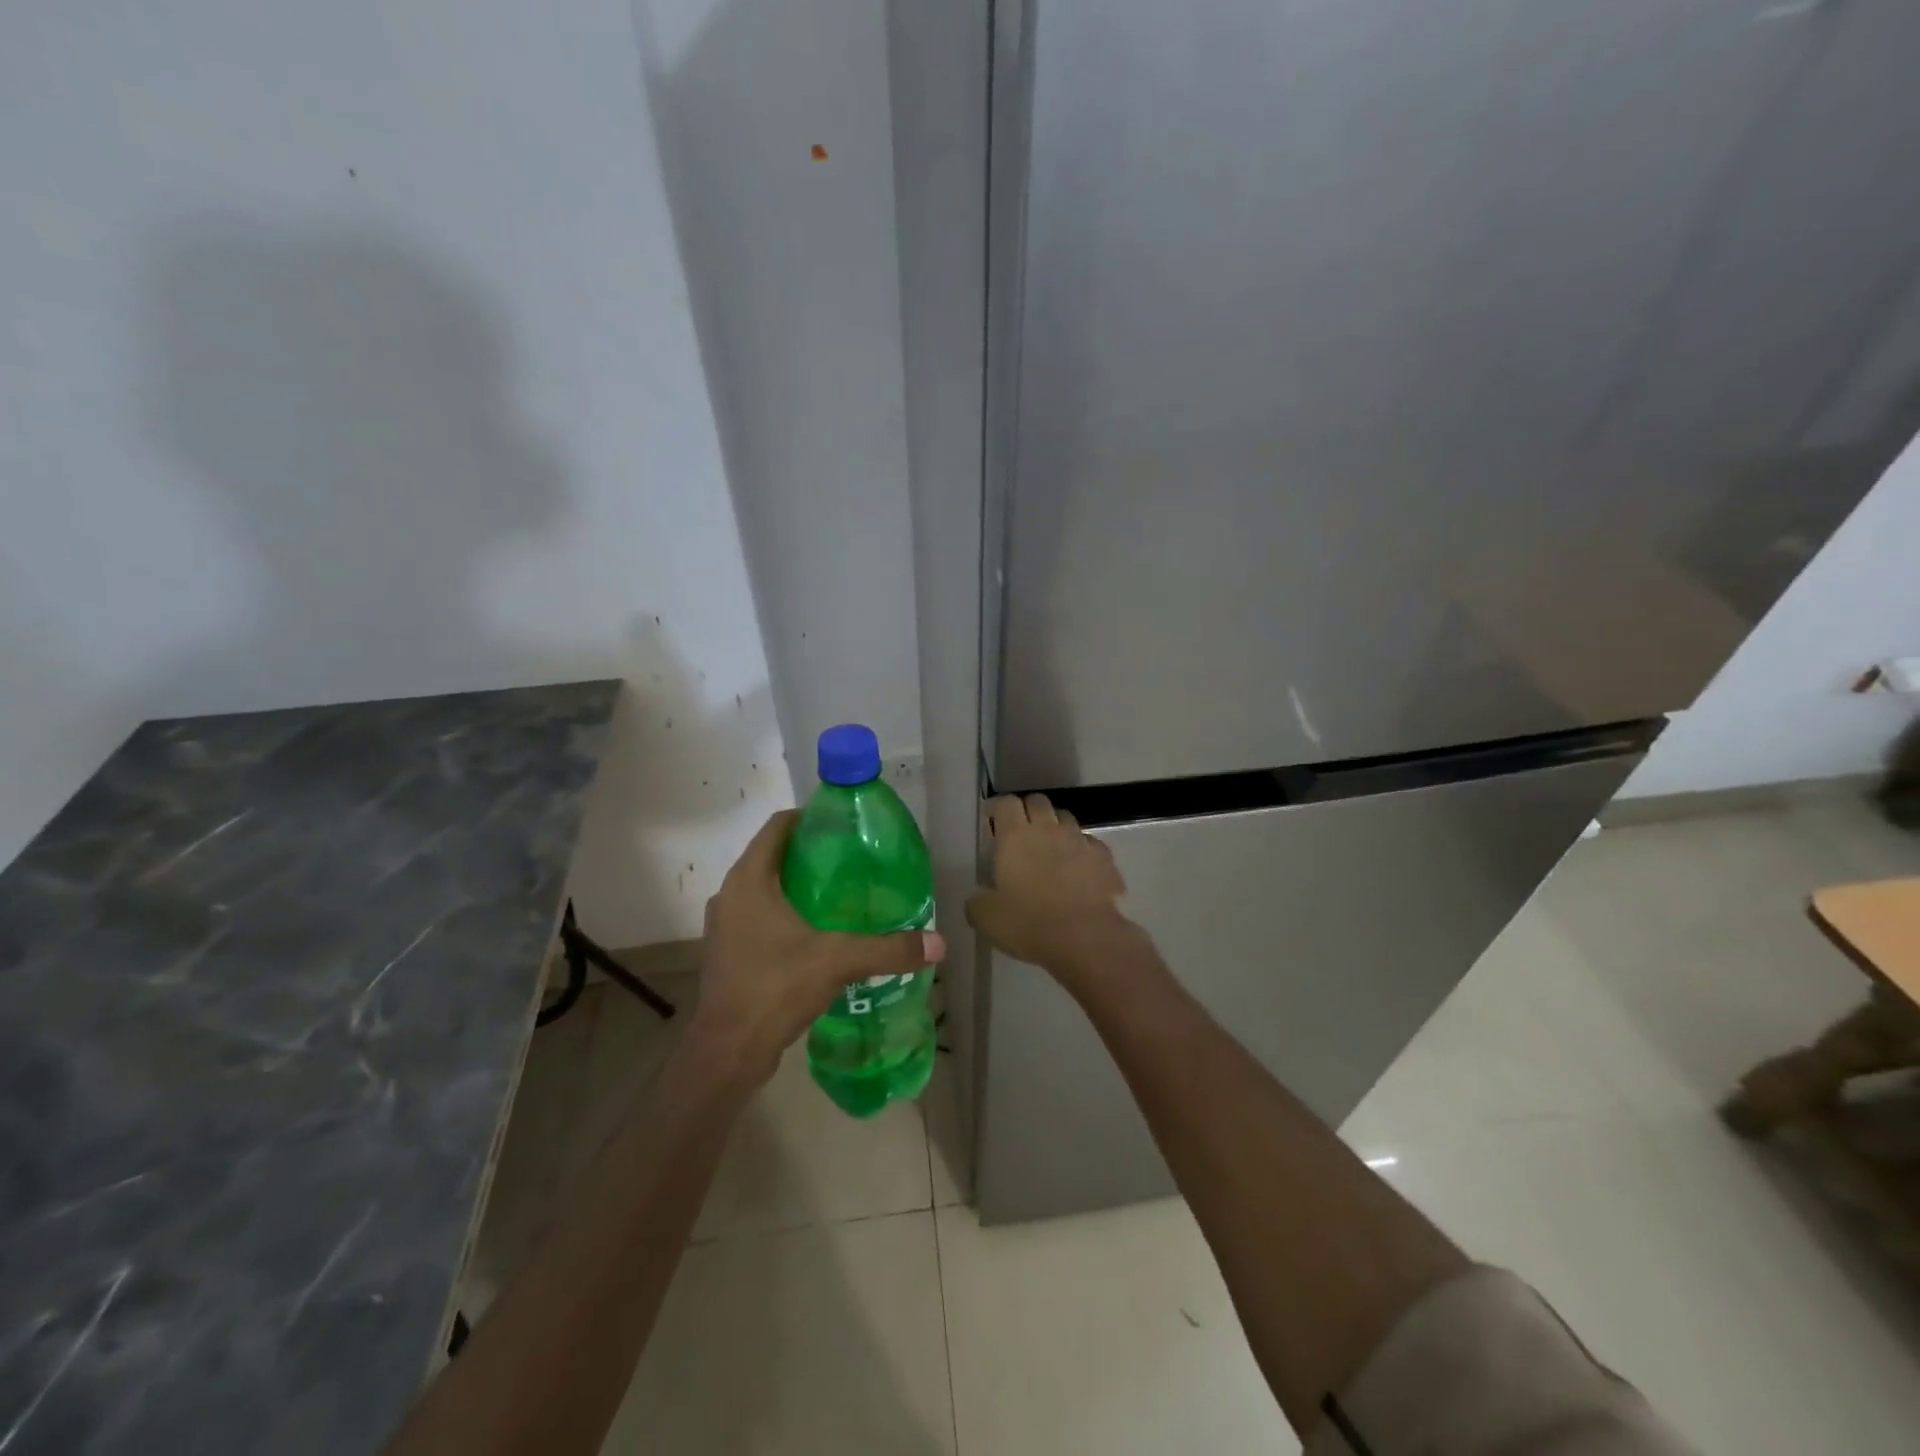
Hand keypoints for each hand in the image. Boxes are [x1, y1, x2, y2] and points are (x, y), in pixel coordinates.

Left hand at [692, 810, 945, 1085]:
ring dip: (799, 886)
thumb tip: (939, 944)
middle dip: (812, 853)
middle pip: (774, 855)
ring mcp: (725, 925)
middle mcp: (731, 894)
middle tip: (854, 860)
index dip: (810, 817)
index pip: (778, 826)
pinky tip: (820, 932)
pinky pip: (760, 916)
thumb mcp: (838, 961)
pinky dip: (787, 913)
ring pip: (766, 888)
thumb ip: (888, 949)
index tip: (845, 825)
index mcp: (749, 879)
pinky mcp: (728, 951)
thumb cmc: (775, 988)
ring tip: (843, 893)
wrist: (727, 1052)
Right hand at [967, 795, 1138, 985]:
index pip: (1006, 803)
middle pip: (1038, 801)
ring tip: (1051, 846)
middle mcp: (1048, 829)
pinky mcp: (1104, 857)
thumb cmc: (1030, 924)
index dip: (998, 807)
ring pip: (1066, 818)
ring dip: (1055, 826)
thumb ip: (977, 901)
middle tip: (1021, 830)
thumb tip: (978, 896)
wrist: (1086, 939)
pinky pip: (1090, 843)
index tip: (992, 818)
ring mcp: (1080, 840)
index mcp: (1016, 837)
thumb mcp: (987, 918)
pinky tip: (1078, 868)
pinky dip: (1081, 849)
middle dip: (1027, 810)